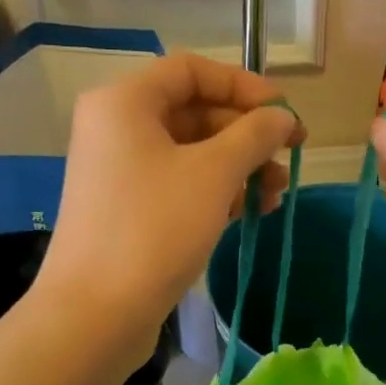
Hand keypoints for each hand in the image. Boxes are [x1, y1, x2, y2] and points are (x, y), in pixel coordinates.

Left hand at [38, 53, 299, 344]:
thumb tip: (283, 116)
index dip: (244, 86)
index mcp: (124, 102)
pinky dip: (214, 192)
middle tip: (289, 158)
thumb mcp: (214, 174)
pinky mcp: (126, 210)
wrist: (95, 314)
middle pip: (193, 112)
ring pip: (190, 153)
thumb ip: (254, 135)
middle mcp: (116, 128)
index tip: (285, 113)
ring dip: (238, 168)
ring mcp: (119, 172)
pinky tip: (248, 213)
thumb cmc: (154, 228)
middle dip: (247, 135)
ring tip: (275, 195)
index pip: (192, 70)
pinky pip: (178, 184)